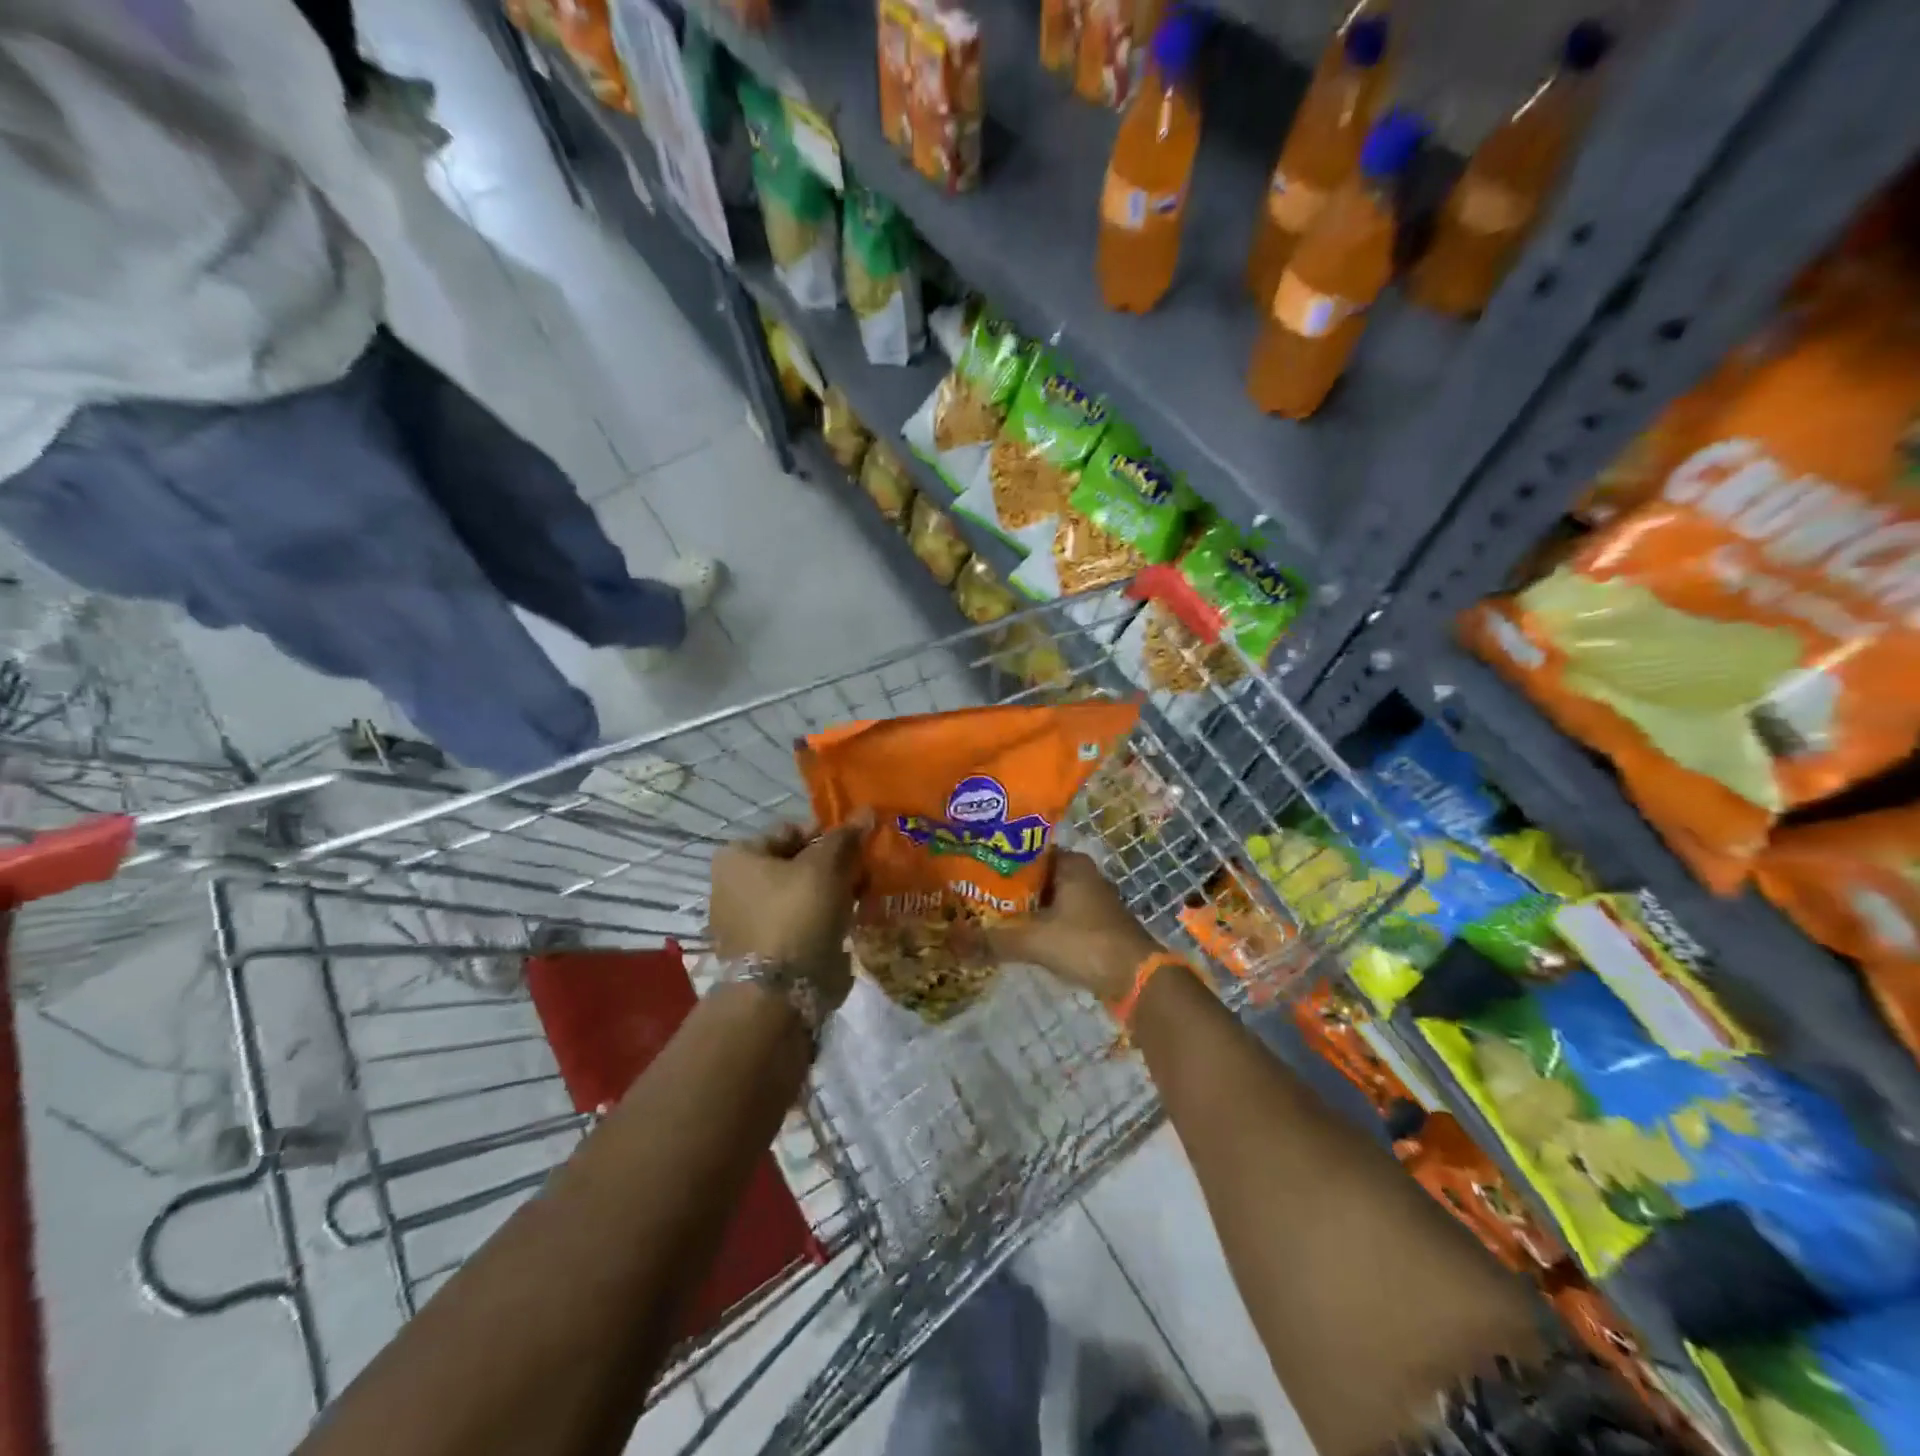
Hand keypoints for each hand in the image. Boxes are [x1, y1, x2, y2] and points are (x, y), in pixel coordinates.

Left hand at [709, 816, 869, 1011]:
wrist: (778, 995)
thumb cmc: (797, 915)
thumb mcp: (826, 867)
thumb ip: (845, 838)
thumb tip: (866, 812)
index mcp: (738, 857)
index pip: (791, 830)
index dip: (829, 834)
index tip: (859, 847)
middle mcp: (733, 885)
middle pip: (796, 863)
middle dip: (833, 867)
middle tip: (864, 875)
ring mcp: (744, 921)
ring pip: (800, 895)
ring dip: (831, 894)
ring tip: (861, 900)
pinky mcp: (761, 951)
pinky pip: (797, 923)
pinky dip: (821, 921)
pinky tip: (847, 925)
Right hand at [984, 851, 1160, 1003]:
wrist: (1137, 979)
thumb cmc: (1087, 943)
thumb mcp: (1034, 940)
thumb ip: (993, 940)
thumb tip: (951, 942)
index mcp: (1071, 863)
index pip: (1025, 850)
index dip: (997, 858)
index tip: (970, 866)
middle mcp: (1081, 875)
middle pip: (1034, 876)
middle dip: (1005, 886)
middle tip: (969, 893)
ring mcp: (1089, 901)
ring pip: (1044, 899)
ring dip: (1020, 908)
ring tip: (983, 914)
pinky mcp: (1092, 925)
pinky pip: (1055, 917)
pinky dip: (1036, 924)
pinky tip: (1012, 934)